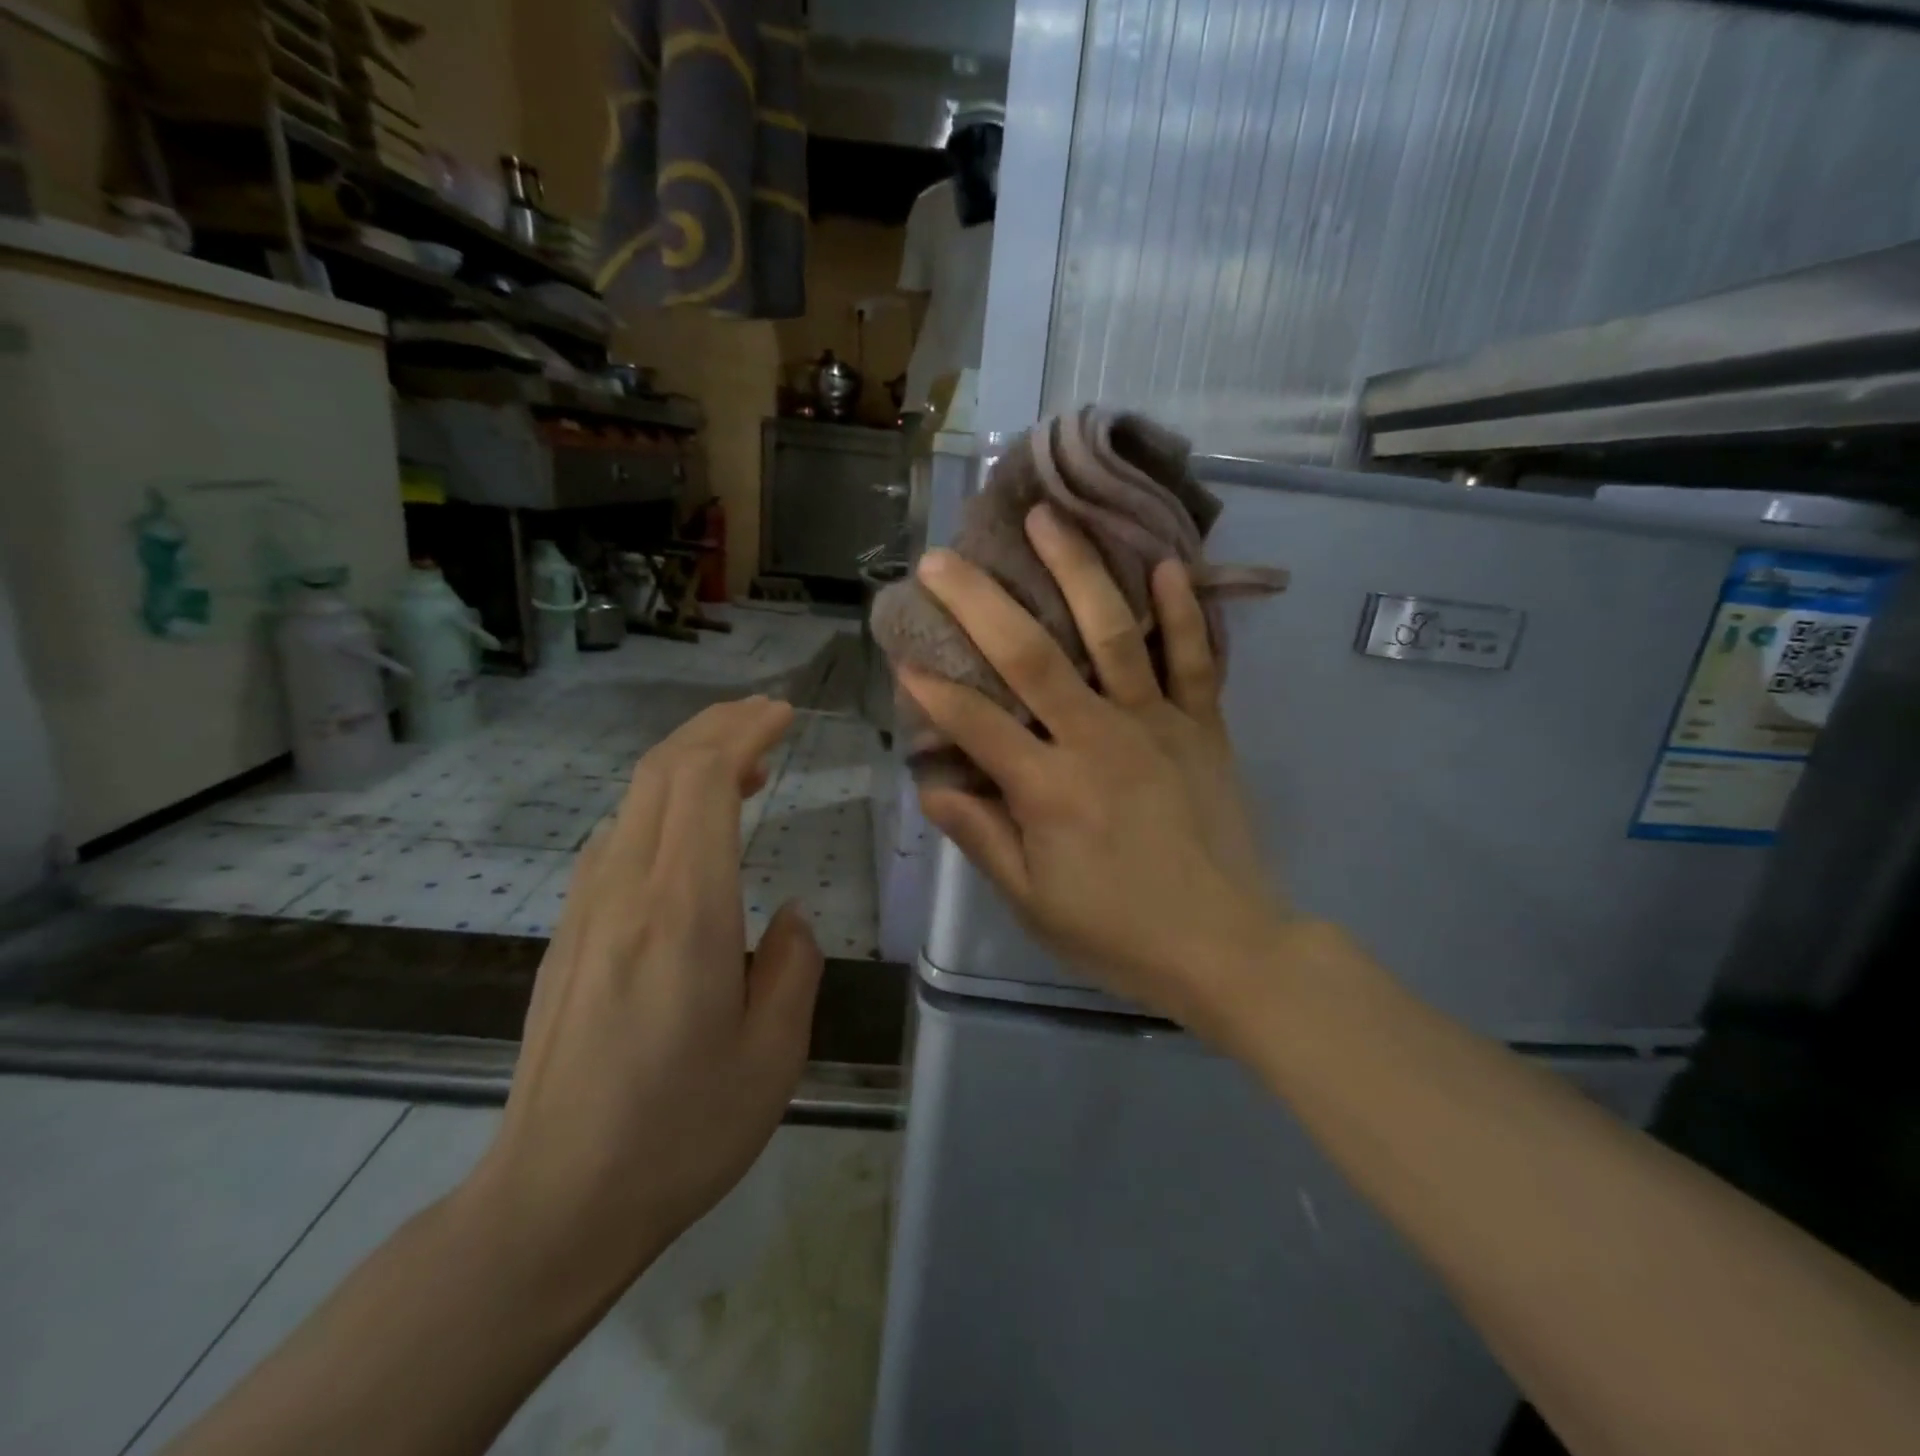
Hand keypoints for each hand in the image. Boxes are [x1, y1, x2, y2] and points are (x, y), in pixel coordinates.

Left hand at [464, 697, 822, 1295]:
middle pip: (661, 772)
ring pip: (634, 800)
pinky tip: (689, 833)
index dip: (743, 731)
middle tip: (766, 717)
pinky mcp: (569, 935)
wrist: (553, 1203)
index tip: (784, 715)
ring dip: (687, 763)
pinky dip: (661, 806)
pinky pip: (617, 839)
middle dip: (715, 726)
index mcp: (682, 912)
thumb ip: (793, 964)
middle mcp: (626, 892)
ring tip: (743, 767)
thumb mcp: (774, 1054)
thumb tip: (785, 915)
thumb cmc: (680, 1132)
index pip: (702, 781)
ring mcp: (587, 911)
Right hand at [902, 503, 1285, 1034]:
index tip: (901, 654)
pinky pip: (1195, 658)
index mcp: (1049, 790)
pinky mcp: (1203, 726)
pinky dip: (1182, 609)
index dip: (932, 689)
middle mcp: (1097, 740)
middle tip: (941, 559)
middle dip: (979, 603)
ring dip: (1077, 571)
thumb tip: (932, 784)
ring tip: (1046, 519)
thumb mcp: (1033, 901)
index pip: (976, 724)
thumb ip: (982, 837)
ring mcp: (1156, 724)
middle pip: (1031, 657)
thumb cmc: (1118, 932)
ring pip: (1112, 634)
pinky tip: (1162, 561)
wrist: (1226, 948)